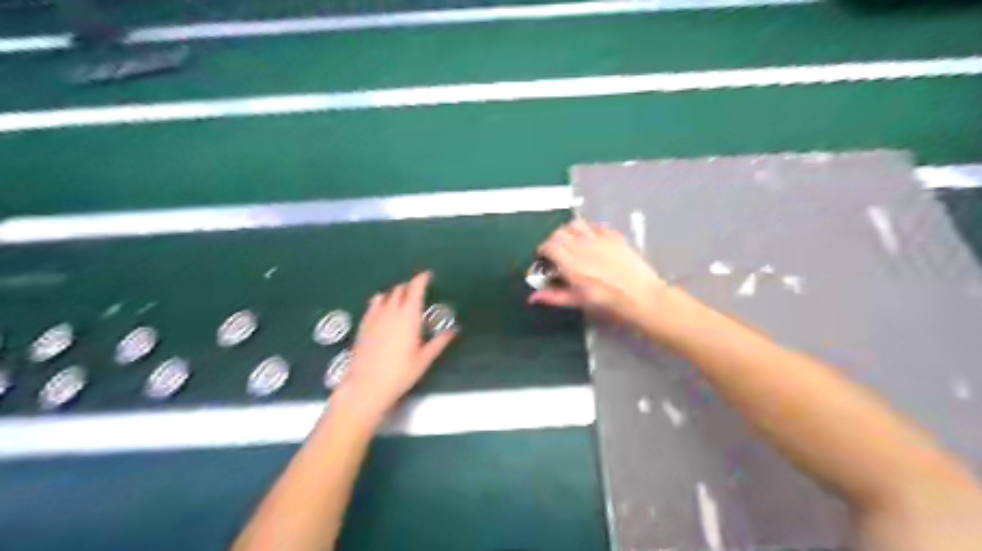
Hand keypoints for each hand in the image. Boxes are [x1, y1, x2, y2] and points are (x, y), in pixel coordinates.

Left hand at [336, 270, 459, 422]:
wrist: (366, 386)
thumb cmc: (400, 373)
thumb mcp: (424, 359)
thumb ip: (439, 342)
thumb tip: (453, 330)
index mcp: (409, 316)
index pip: (415, 288)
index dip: (422, 279)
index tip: (428, 275)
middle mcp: (391, 311)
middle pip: (400, 289)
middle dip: (410, 287)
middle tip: (418, 292)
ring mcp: (374, 317)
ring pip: (386, 295)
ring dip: (396, 294)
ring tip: (402, 301)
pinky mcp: (363, 324)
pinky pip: (373, 304)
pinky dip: (381, 301)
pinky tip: (383, 309)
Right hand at [530, 221, 666, 328]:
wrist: (641, 295)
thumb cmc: (607, 302)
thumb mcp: (578, 301)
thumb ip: (554, 296)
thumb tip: (532, 298)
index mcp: (571, 264)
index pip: (548, 246)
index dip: (542, 251)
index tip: (544, 259)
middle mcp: (582, 247)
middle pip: (558, 233)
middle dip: (553, 241)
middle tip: (556, 253)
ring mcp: (598, 238)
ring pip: (575, 225)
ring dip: (568, 232)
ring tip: (572, 243)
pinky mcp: (613, 235)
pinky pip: (594, 226)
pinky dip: (587, 231)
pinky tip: (591, 241)